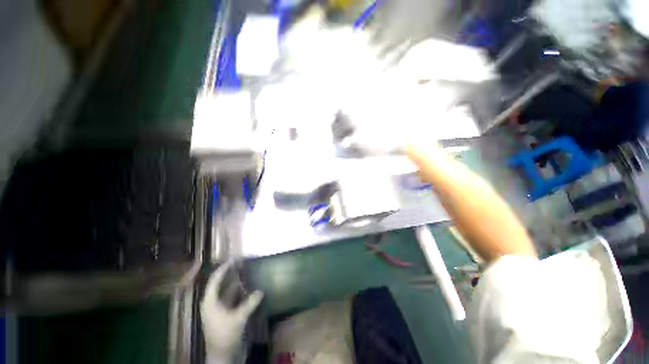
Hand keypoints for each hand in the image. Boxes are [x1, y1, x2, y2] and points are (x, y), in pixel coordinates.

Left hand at [201, 261, 263, 362]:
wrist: (223, 357)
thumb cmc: (225, 336)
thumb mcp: (238, 319)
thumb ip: (250, 303)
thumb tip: (261, 291)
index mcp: (210, 302)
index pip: (215, 280)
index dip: (224, 268)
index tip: (235, 259)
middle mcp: (214, 303)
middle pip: (222, 284)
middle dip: (232, 273)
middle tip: (243, 262)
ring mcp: (221, 309)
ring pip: (229, 291)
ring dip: (238, 282)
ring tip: (248, 271)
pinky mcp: (227, 314)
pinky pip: (235, 298)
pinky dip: (242, 292)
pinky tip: (250, 287)